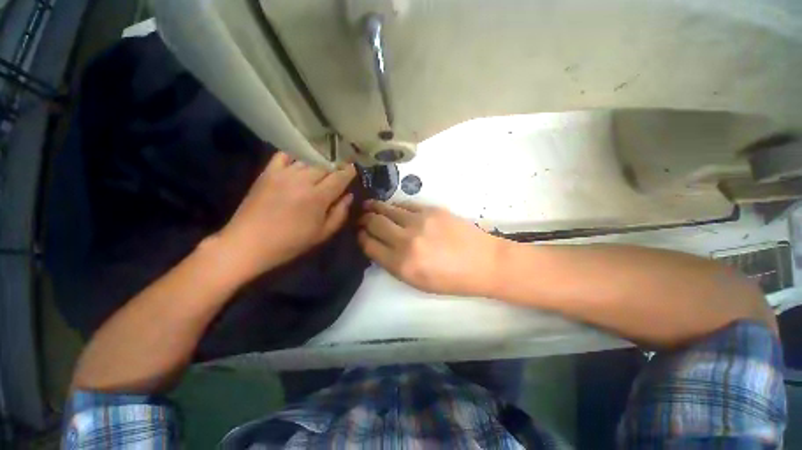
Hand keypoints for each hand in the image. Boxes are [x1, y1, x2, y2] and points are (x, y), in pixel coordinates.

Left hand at [214, 152, 355, 282]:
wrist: (249, 243)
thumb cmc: (291, 242)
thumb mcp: (322, 234)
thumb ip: (340, 213)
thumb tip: (349, 196)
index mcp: (318, 197)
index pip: (340, 177)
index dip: (349, 171)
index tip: (354, 169)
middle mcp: (302, 180)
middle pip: (325, 165)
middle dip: (336, 166)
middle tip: (340, 170)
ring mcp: (283, 174)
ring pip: (308, 160)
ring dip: (319, 163)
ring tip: (322, 167)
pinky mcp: (268, 172)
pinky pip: (285, 155)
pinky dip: (295, 156)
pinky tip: (300, 162)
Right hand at [359, 201, 502, 295]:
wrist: (483, 262)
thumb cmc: (451, 279)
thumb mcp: (417, 282)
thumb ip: (394, 264)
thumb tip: (378, 246)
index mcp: (402, 265)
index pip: (369, 246)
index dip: (361, 238)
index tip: (359, 233)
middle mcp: (406, 241)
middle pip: (374, 223)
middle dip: (364, 220)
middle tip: (361, 218)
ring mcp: (419, 222)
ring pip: (387, 209)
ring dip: (374, 207)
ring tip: (368, 206)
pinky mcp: (431, 210)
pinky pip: (405, 204)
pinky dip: (395, 206)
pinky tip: (392, 207)